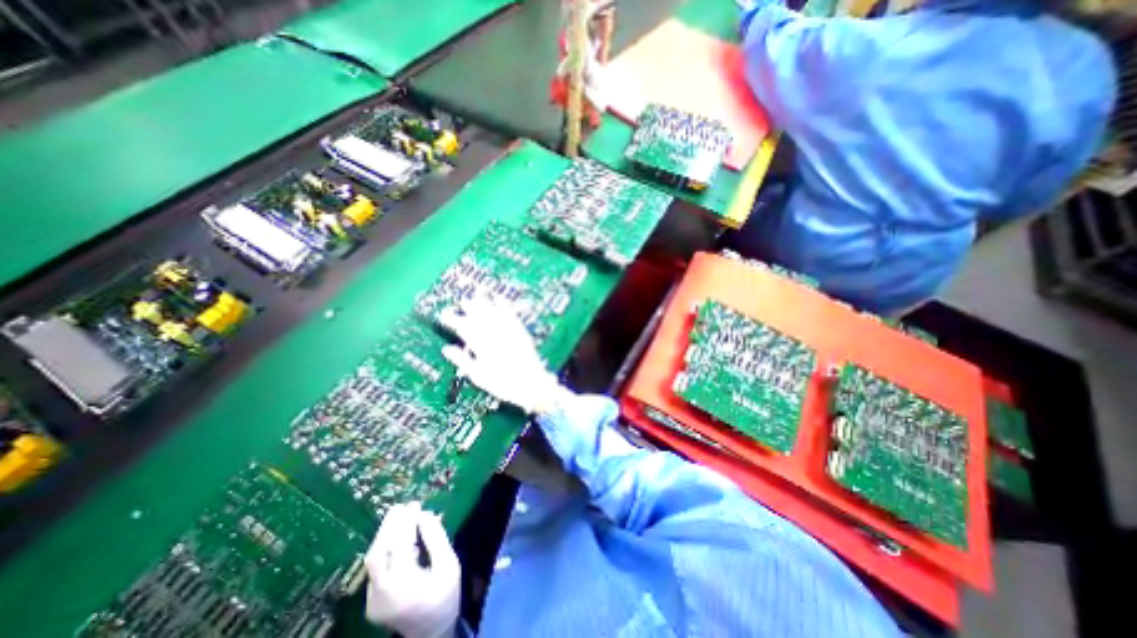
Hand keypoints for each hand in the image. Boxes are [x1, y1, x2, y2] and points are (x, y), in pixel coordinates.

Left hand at [358, 504, 455, 637]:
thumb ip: (437, 539)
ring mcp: (372, 600)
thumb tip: (425, 515)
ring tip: (397, 515)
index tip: (415, 505)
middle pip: (378, 553)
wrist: (432, 631)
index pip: (400, 546)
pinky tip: (397, 537)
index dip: (406, 523)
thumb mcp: (449, 564)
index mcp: (404, 585)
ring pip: (372, 560)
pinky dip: (385, 548)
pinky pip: (375, 568)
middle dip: (389, 526)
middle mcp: (382, 593)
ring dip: (384, 535)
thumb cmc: (445, 595)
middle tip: (401, 506)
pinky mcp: (371, 601)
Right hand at [445, 297, 567, 415]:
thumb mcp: (478, 377)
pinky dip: (503, 303)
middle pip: (478, 316)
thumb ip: (462, 361)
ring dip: (483, 302)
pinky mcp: (520, 330)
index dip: (452, 320)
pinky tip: (499, 297)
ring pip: (493, 311)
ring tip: (476, 295)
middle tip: (462, 302)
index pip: (463, 328)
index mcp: (481, 347)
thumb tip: (446, 349)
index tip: (444, 316)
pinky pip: (510, 312)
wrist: (531, 383)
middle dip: (468, 307)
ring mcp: (508, 331)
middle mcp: (494, 335)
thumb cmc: (502, 384)